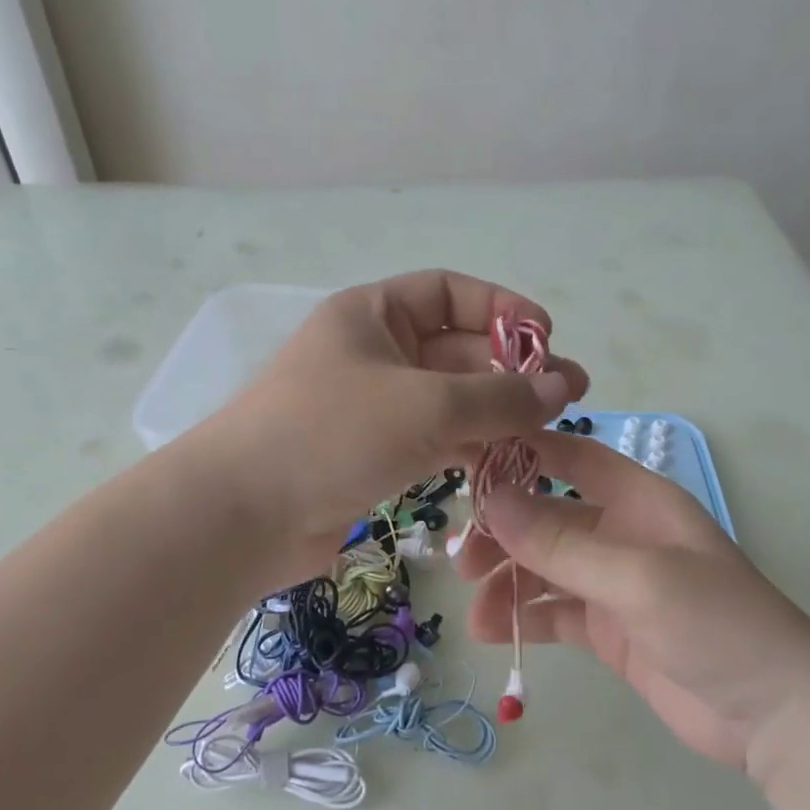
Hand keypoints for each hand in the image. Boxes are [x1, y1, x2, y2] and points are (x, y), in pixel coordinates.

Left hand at [204, 271, 588, 572]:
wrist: (242, 516)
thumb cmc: (332, 435)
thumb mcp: (427, 407)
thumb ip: (501, 396)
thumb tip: (563, 387)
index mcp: (374, 314)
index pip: (450, 292)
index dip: (503, 308)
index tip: (549, 340)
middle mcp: (373, 352)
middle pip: (457, 350)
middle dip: (511, 371)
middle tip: (567, 399)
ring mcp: (372, 407)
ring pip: (450, 400)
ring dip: (497, 414)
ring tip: (547, 436)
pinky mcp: (372, 455)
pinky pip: (434, 440)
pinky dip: (469, 448)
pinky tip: (506, 465)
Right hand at [456, 431, 809, 777]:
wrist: (775, 716)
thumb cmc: (718, 624)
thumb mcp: (638, 578)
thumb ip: (562, 543)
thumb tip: (492, 499)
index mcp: (639, 500)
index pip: (571, 457)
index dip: (522, 453)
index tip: (466, 463)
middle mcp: (622, 533)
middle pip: (547, 516)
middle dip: (503, 532)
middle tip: (463, 560)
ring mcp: (614, 584)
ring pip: (544, 568)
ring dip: (507, 582)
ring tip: (477, 611)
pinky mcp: (609, 630)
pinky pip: (555, 612)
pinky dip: (523, 617)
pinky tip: (494, 632)